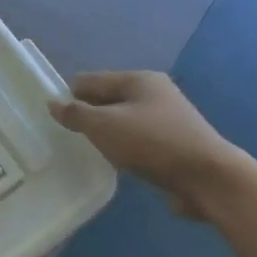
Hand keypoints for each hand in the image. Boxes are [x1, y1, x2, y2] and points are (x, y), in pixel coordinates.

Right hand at [51, 71, 236, 219]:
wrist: (206, 177)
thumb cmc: (152, 143)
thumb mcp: (105, 126)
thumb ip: (76, 114)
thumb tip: (52, 102)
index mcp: (139, 79)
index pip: (91, 80)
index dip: (69, 95)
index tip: (50, 119)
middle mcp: (154, 93)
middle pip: (108, 99)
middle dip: (87, 115)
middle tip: (63, 137)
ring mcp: (165, 119)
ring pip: (122, 121)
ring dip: (105, 133)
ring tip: (84, 151)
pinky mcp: (171, 144)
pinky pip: (136, 140)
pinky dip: (121, 147)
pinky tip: (112, 162)